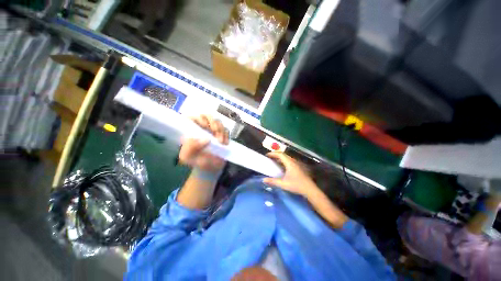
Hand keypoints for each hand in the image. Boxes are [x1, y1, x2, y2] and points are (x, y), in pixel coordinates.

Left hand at [178, 115, 228, 172]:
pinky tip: (225, 143)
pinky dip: (226, 135)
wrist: (210, 168)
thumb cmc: (196, 161)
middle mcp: (202, 128)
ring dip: (221, 130)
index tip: (205, 126)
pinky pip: (226, 130)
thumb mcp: (188, 157)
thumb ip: (191, 147)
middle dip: (214, 123)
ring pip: (218, 122)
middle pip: (208, 116)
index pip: (193, 117)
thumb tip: (206, 139)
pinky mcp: (222, 135)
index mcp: (190, 131)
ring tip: (221, 142)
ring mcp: (213, 131)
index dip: (199, 118)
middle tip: (216, 132)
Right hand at [263, 152, 317, 196]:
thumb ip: (273, 181)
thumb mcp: (283, 184)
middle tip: (269, 157)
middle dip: (275, 155)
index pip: (280, 154)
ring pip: (287, 158)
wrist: (310, 189)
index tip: (267, 155)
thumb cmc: (296, 185)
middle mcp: (293, 161)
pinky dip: (283, 161)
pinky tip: (281, 166)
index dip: (273, 153)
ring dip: (279, 158)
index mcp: (290, 163)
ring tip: (274, 161)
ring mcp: (296, 164)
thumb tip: (263, 179)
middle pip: (283, 155)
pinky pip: (289, 161)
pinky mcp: (298, 167)